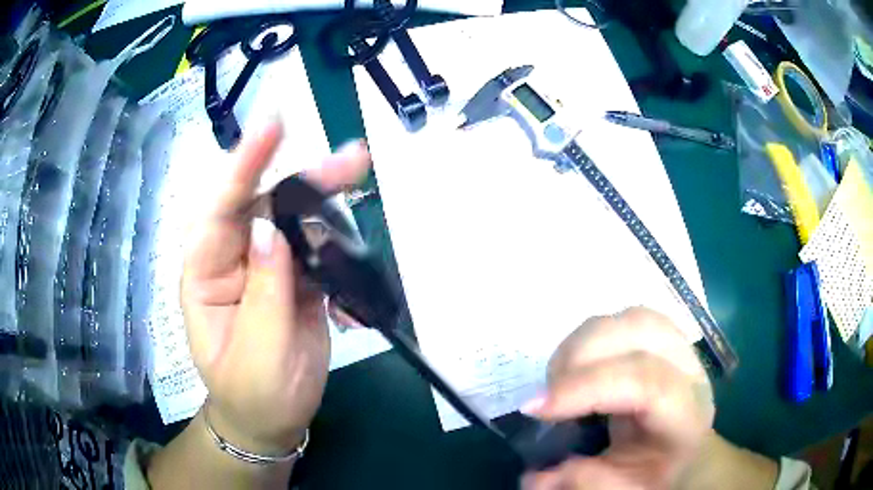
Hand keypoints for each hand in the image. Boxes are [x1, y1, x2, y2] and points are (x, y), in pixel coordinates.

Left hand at [181, 118, 370, 454]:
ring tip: (359, 175)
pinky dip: (342, 248)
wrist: (272, 421)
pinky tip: (359, 259)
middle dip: (304, 179)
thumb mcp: (257, 354)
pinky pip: (319, 251)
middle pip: (265, 205)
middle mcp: (234, 259)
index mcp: (206, 274)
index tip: (271, 129)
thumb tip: (273, 229)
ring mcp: (268, 268)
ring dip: (328, 203)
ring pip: (297, 222)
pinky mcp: (296, 280)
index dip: (243, 167)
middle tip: (349, 159)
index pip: (219, 212)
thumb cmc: (252, 395)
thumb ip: (265, 293)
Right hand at [521, 307, 714, 489]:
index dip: (587, 388)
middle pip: (641, 331)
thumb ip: (586, 482)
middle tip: (546, 393)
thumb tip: (535, 477)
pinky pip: (628, 317)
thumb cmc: (658, 472)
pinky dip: (594, 334)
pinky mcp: (666, 337)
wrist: (687, 451)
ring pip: (632, 316)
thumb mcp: (624, 488)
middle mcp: (690, 371)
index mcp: (687, 416)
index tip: (534, 409)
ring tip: (559, 376)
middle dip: (581, 354)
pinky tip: (579, 364)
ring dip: (584, 340)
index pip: (646, 383)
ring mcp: (681, 347)